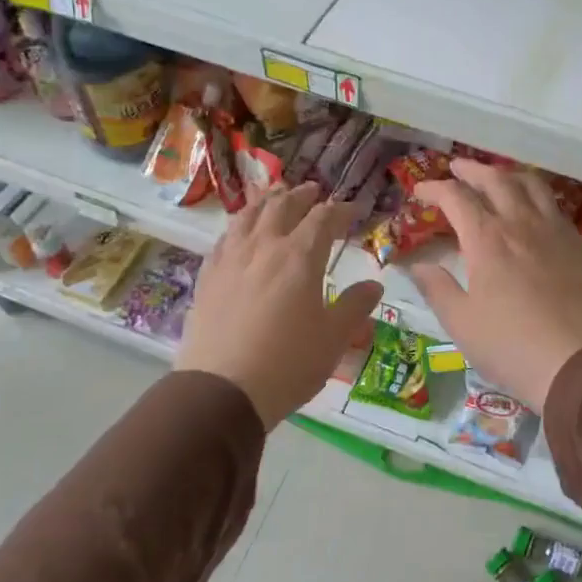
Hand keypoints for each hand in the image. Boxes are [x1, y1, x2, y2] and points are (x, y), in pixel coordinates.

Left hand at [177, 182, 382, 429]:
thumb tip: (374, 285)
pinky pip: (224, 238)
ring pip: (248, 215)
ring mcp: (230, 259)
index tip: (353, 209)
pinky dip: (239, 226)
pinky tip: (240, 233)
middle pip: (282, 206)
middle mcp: (264, 247)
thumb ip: (355, 306)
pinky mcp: (207, 277)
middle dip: (302, 196)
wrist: (221, 391)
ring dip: (267, 201)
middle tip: (314, 191)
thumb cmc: (288, 364)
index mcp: (300, 257)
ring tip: (276, 197)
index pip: (323, 218)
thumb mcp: (334, 338)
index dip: (340, 209)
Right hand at [407, 160, 581, 409]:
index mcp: (487, 239)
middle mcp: (520, 223)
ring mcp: (552, 230)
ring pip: (530, 184)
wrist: (574, 363)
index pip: (456, 197)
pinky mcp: (574, 244)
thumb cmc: (509, 345)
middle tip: (456, 168)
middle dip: (471, 170)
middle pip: (495, 179)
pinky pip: (553, 204)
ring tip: (495, 176)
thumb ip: (436, 287)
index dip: (434, 189)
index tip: (420, 191)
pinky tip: (531, 205)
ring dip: (507, 173)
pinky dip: (535, 193)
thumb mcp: (460, 322)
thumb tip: (416, 265)